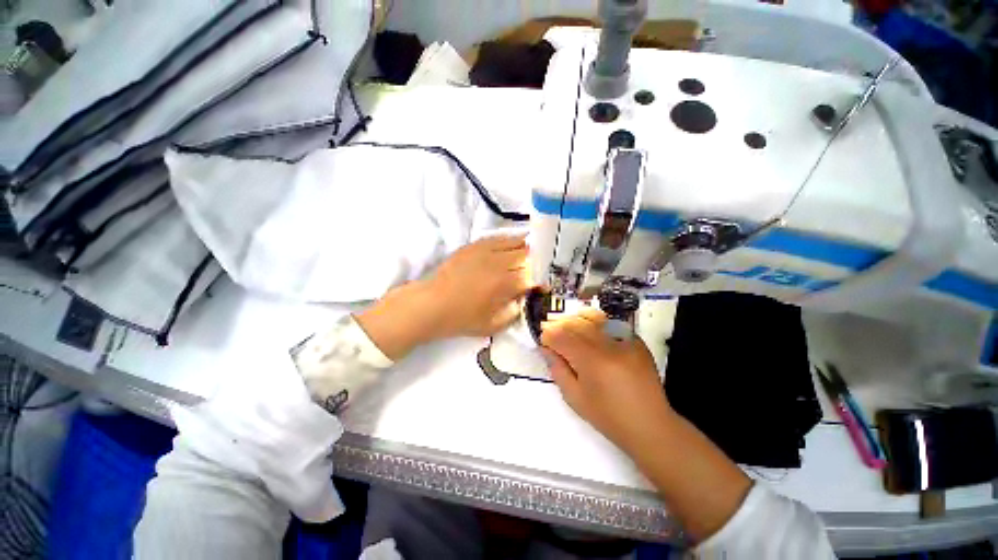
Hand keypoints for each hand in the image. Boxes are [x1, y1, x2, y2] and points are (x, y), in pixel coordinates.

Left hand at [356, 236, 533, 359]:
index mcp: (505, 284)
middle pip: (528, 255)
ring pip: (516, 242)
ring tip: (529, 257)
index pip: (534, 275)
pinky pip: (499, 237)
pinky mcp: (475, 245)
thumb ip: (515, 311)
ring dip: (526, 250)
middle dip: (537, 262)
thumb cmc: (462, 318)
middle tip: (538, 270)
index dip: (542, 280)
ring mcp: (486, 250)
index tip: (543, 286)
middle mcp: (499, 262)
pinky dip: (510, 241)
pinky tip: (512, 247)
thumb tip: (526, 297)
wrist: (431, 304)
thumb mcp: (494, 325)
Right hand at [541, 307, 673, 454]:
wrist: (649, 424)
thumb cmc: (608, 416)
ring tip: (568, 324)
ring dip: (576, 318)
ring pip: (593, 317)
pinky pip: (610, 322)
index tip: (543, 340)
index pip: (561, 337)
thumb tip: (546, 348)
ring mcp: (624, 340)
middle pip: (576, 324)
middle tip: (549, 328)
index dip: (548, 335)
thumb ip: (558, 369)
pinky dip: (596, 321)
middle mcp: (607, 345)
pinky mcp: (635, 341)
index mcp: (591, 361)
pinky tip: (589, 327)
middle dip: (559, 324)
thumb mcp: (574, 398)